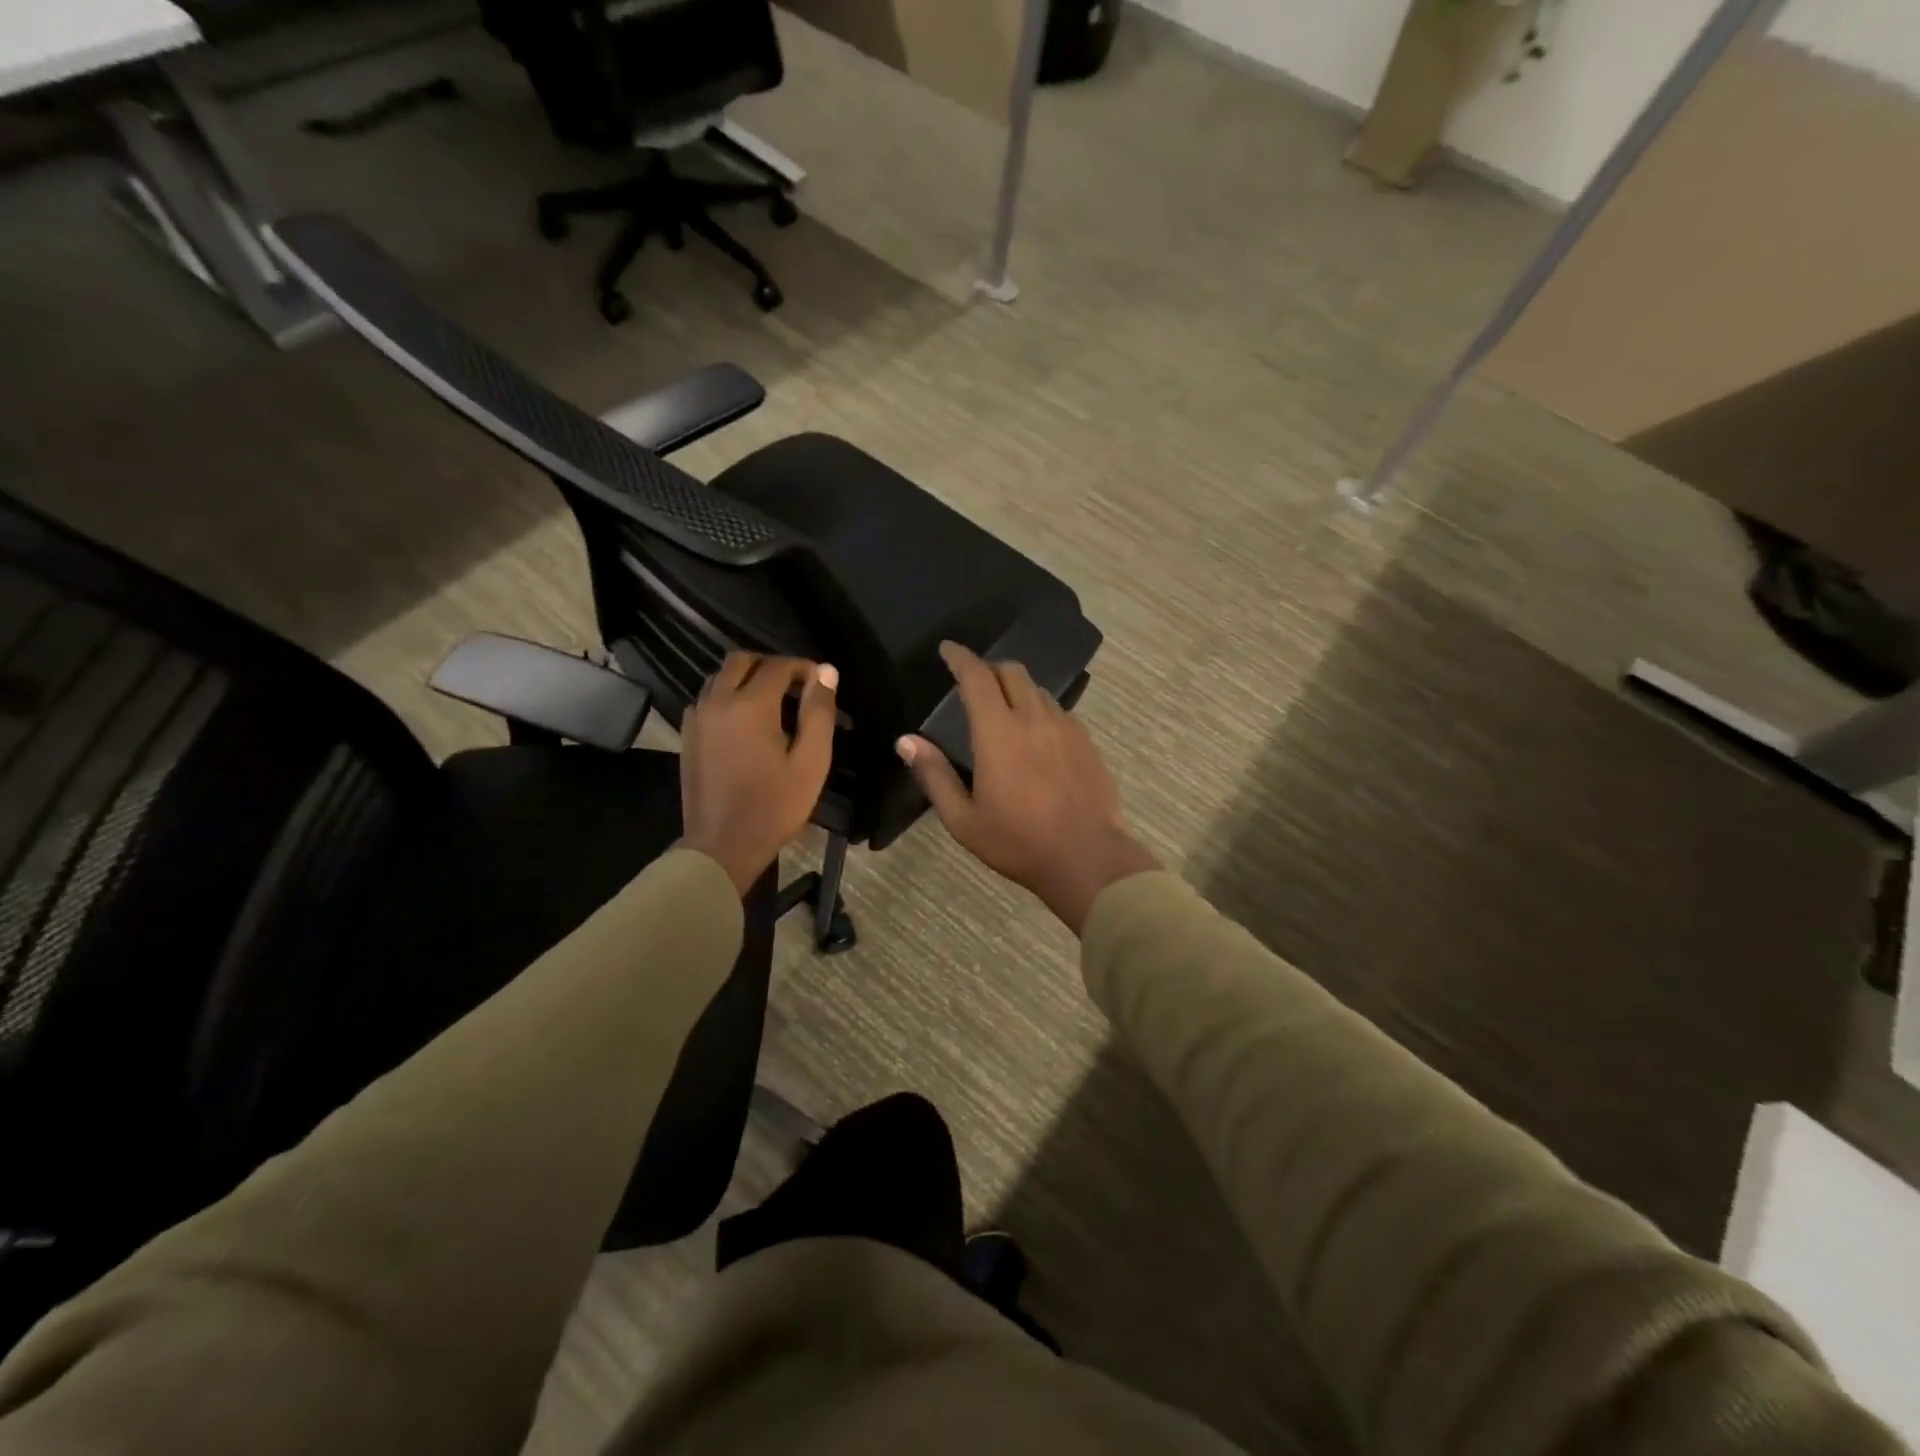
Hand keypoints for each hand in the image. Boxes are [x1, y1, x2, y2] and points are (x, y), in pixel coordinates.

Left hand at [681, 653, 837, 895]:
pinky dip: (728, 695)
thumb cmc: (774, 806)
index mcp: (749, 706)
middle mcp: (716, 701)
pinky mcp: (687, 734)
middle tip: (796, 688)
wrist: (722, 845)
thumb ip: (818, 712)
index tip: (821, 683)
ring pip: (720, 677)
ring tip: (774, 703)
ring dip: (747, 678)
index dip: (803, 668)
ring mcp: (697, 717)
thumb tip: (826, 671)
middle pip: (741, 660)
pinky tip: (747, 721)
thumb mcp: (810, 762)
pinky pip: (707, 698)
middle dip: (771, 665)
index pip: (778, 666)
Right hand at [897, 642, 1157, 934]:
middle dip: (989, 668)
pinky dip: (1040, 710)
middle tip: (974, 681)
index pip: (977, 677)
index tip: (948, 649)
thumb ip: (934, 776)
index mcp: (998, 732)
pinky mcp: (1087, 742)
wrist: (1087, 858)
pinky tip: (1037, 735)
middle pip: (1012, 672)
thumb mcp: (964, 819)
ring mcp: (1066, 727)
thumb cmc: (1018, 842)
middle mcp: (1034, 718)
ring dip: (1017, 689)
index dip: (960, 657)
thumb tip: (906, 742)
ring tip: (1005, 708)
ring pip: (1038, 690)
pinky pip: (1059, 711)